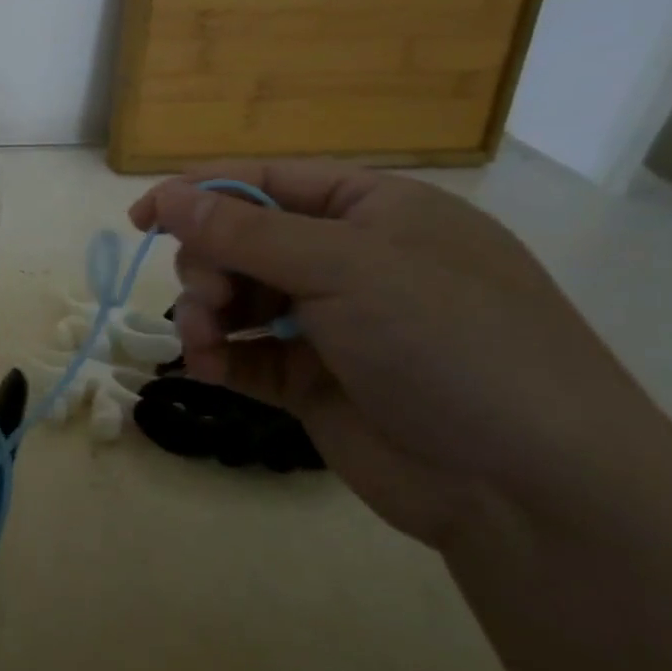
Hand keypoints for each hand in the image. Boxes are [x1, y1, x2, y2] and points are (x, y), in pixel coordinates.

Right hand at [131, 161, 660, 547]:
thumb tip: (166, 195)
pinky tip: (207, 368)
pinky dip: (219, 355)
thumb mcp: (346, 267)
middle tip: (208, 296)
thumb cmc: (448, 343)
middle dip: (210, 264)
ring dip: (207, 312)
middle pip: (243, 240)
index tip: (142, 216)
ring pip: (237, 297)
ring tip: (204, 342)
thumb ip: (246, 231)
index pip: (267, 182)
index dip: (201, 193)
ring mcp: (331, 323)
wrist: (529, 489)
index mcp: (372, 211)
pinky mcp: (313, 381)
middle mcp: (349, 260)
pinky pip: (245, 352)